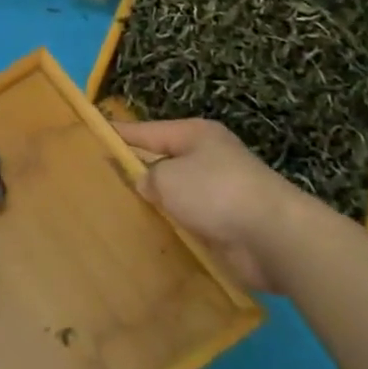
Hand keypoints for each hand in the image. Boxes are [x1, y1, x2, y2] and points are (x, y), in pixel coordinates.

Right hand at [117, 118, 317, 293]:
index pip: (146, 131)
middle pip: (162, 162)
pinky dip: (173, 229)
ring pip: (175, 196)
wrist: (274, 237)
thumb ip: (148, 176)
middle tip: (99, 182)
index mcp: (195, 135)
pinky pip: (189, 223)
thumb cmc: (216, 192)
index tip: (92, 136)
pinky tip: (149, 237)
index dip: (119, 134)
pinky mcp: (227, 225)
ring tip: (117, 213)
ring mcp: (219, 193)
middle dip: (136, 173)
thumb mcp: (168, 177)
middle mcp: (207, 159)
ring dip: (156, 206)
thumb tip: (146, 184)